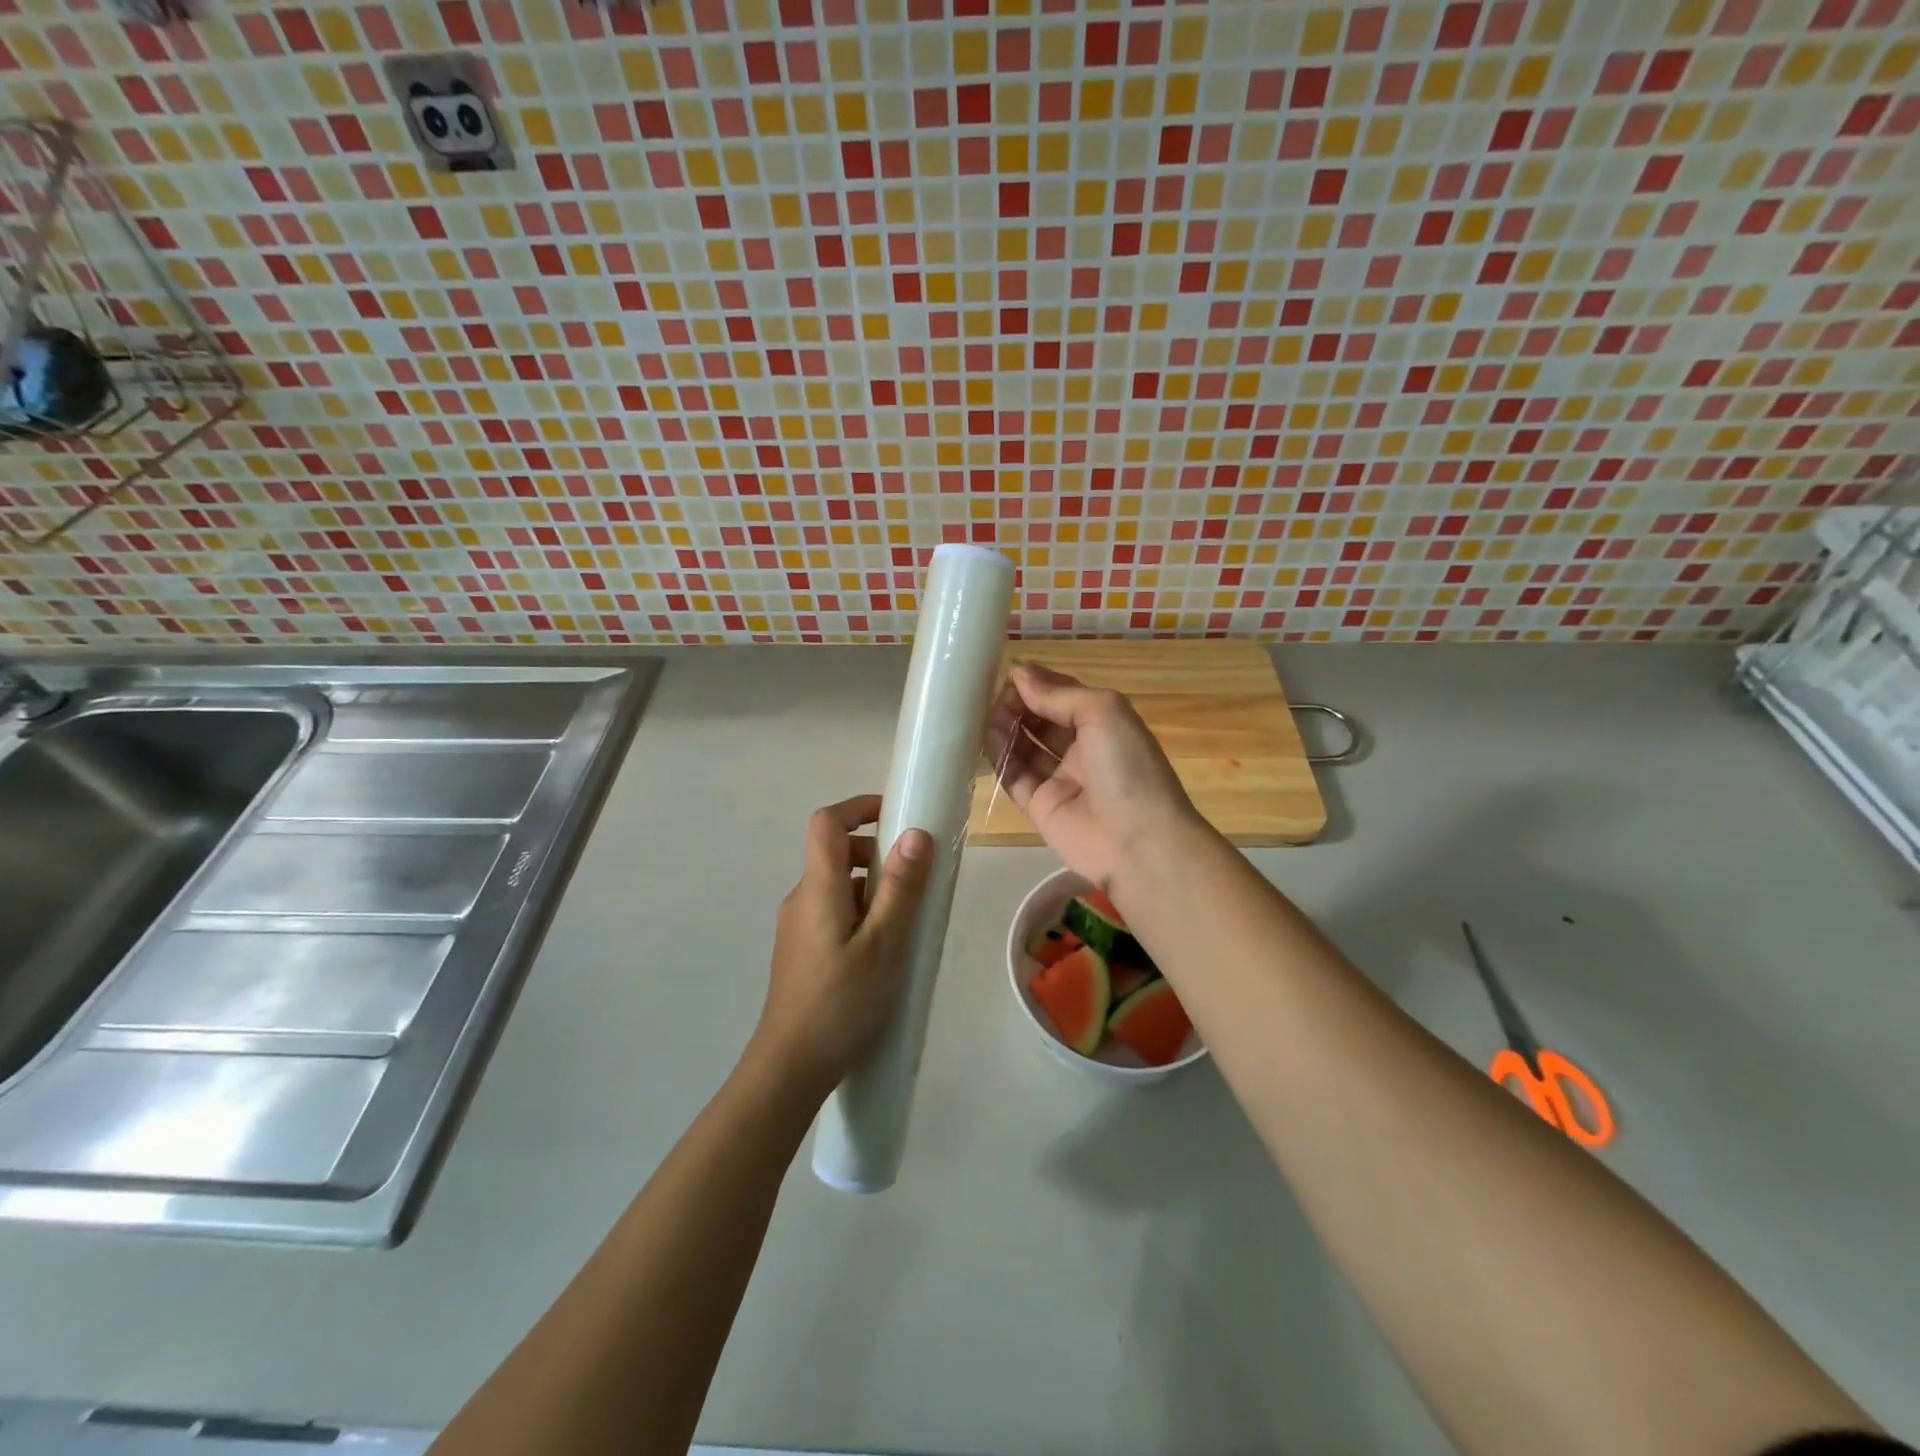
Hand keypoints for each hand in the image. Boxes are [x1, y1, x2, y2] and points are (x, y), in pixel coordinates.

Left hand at [754, 795, 932, 1089]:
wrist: (790, 1067)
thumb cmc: (841, 1002)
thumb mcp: (883, 944)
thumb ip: (900, 888)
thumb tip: (916, 832)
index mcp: (818, 888)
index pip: (827, 822)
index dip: (859, 807)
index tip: (897, 814)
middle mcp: (801, 898)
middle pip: (835, 853)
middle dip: (877, 853)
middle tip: (915, 880)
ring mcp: (797, 926)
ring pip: (838, 885)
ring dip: (873, 887)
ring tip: (907, 922)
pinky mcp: (801, 950)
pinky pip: (833, 911)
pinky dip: (861, 912)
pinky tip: (883, 951)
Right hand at [986, 663, 1199, 891]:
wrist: (1138, 842)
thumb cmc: (1128, 767)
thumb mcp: (1103, 713)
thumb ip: (1058, 694)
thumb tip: (1018, 673)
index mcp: (1104, 724)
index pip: (1064, 697)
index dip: (1038, 683)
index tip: (1009, 671)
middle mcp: (1082, 750)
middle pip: (1042, 720)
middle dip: (1019, 704)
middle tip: (993, 693)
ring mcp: (1060, 779)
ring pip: (1026, 746)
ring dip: (1006, 726)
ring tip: (985, 711)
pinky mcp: (1040, 806)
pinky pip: (1014, 776)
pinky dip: (1000, 756)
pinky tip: (985, 737)